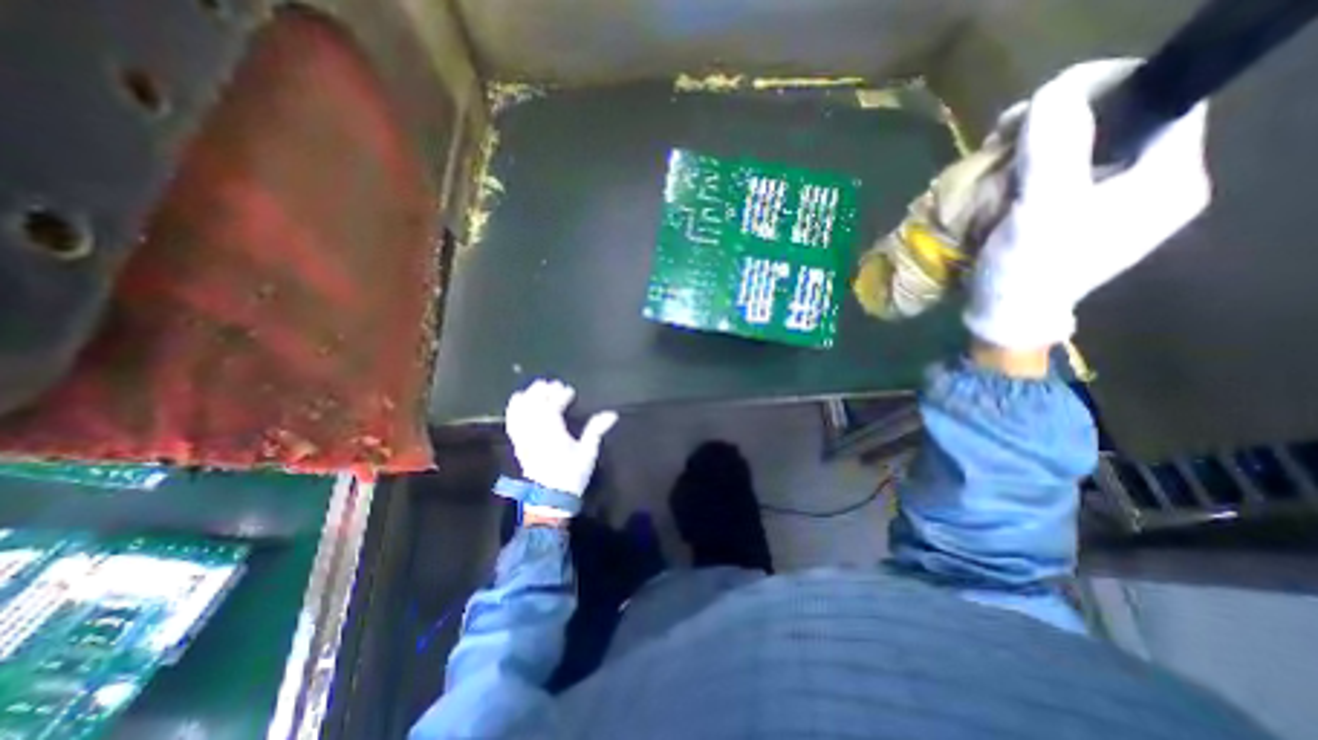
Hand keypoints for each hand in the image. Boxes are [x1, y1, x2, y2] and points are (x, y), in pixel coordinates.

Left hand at [506, 381, 618, 495]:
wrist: (550, 498)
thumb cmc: (572, 475)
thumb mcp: (588, 452)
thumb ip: (596, 430)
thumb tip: (612, 413)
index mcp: (552, 433)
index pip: (553, 406)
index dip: (561, 395)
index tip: (571, 391)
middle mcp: (535, 432)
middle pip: (534, 404)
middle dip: (543, 391)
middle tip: (554, 384)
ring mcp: (523, 438)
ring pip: (521, 410)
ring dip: (528, 396)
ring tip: (537, 388)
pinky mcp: (518, 444)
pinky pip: (512, 421)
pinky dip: (514, 408)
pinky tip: (518, 401)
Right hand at [966, 57, 1207, 348]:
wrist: (1005, 317)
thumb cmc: (1028, 271)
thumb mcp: (1043, 210)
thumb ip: (1056, 147)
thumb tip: (1055, 89)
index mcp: (1167, 179)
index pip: (1164, 100)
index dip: (1107, 87)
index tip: (1045, 101)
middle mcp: (1150, 184)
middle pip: (1116, 122)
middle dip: (1059, 120)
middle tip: (1006, 133)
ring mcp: (1110, 203)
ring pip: (1081, 148)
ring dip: (1035, 146)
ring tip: (996, 156)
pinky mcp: (1075, 216)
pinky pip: (1058, 174)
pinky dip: (1027, 168)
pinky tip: (1000, 177)